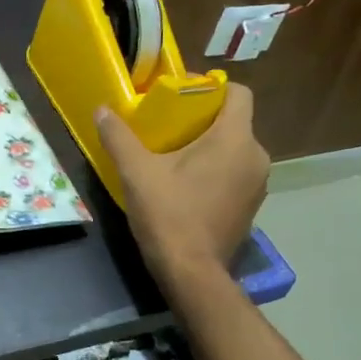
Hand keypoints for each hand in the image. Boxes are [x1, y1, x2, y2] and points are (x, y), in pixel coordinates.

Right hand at [94, 83, 269, 283]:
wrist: (192, 272)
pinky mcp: (252, 206)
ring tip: (174, 155)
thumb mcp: (136, 173)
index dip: (211, 87)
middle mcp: (256, 156)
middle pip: (234, 121)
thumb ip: (119, 137)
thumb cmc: (168, 215)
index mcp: (234, 139)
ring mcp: (258, 184)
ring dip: (209, 146)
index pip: (238, 93)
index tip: (180, 95)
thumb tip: (102, 110)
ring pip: (235, 149)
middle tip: (167, 126)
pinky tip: (187, 184)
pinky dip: (216, 170)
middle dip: (203, 119)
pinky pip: (236, 172)